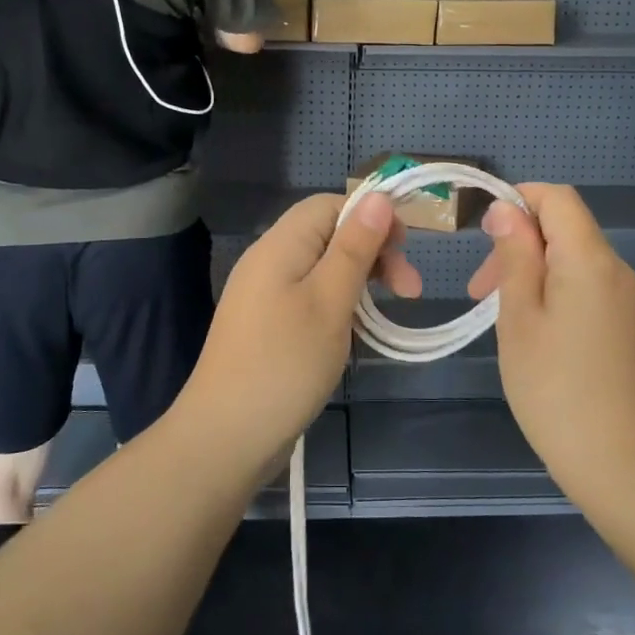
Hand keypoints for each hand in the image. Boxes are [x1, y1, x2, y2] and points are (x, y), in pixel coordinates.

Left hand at [178, 193, 418, 464]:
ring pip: (323, 268)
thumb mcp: (330, 301)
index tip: (406, 250)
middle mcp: (269, 260)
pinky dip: (339, 305)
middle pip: (328, 234)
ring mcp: (265, 294)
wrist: (225, 438)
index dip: (372, 216)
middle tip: (409, 291)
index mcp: (280, 245)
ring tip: (386, 315)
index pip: (330, 205)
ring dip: (360, 282)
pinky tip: (356, 332)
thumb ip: (354, 247)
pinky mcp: (267, 325)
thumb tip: (378, 196)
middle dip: (373, 252)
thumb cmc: (284, 364)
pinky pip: (310, 296)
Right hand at [466, 185, 634, 497]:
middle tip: (480, 291)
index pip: (557, 198)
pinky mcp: (630, 325)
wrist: (620, 464)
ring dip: (533, 271)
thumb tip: (506, 208)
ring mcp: (628, 299)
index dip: (518, 200)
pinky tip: (535, 334)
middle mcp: (617, 269)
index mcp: (590, 259)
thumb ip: (514, 255)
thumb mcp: (518, 317)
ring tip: (502, 317)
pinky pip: (588, 287)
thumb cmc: (554, 389)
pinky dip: (555, 292)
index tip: (483, 235)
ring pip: (574, 259)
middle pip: (565, 228)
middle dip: (519, 244)